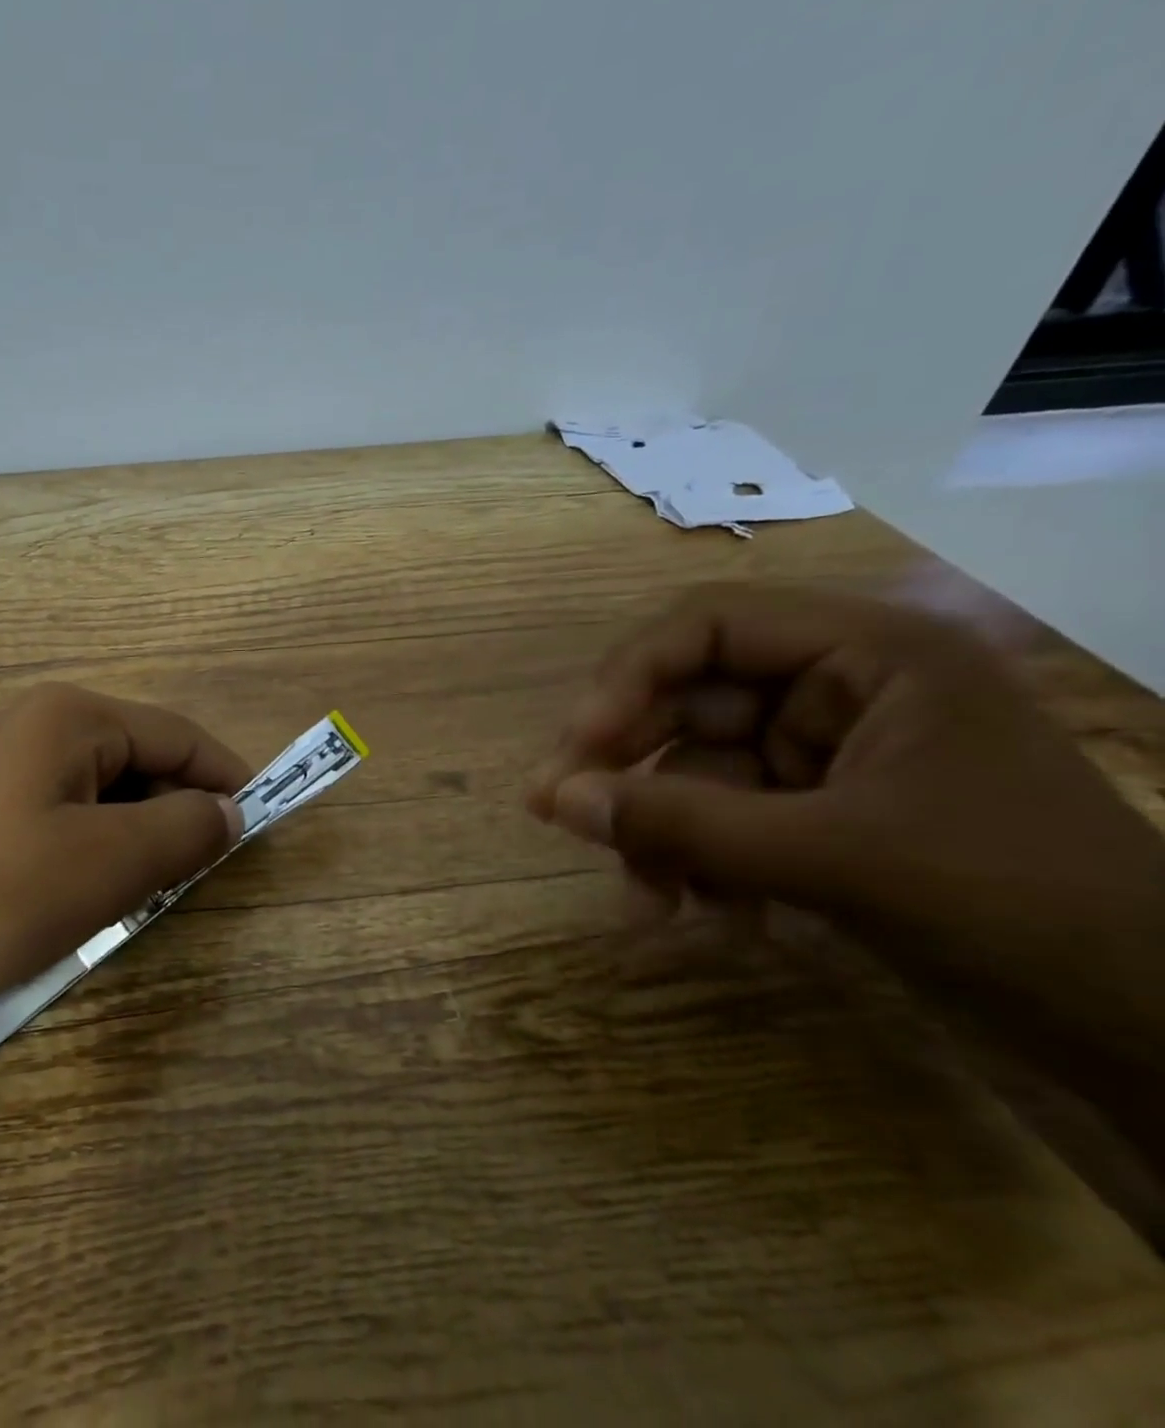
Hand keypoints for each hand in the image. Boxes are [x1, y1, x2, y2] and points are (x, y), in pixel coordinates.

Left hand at [0, 683, 250, 1020]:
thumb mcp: (109, 864)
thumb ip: (185, 829)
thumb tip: (230, 811)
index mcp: (73, 718)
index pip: (178, 735)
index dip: (226, 776)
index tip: (260, 822)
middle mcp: (41, 726)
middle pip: (141, 759)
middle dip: (180, 810)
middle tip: (207, 869)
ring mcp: (9, 767)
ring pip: (107, 793)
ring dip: (141, 835)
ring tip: (156, 888)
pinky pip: (70, 817)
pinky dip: (100, 848)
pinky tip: (99, 893)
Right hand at [526, 584, 1164, 1052]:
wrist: (1152, 1036)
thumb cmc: (1016, 909)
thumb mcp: (834, 859)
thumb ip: (681, 825)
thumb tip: (556, 801)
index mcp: (869, 656)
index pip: (710, 626)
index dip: (630, 677)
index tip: (578, 747)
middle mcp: (841, 691)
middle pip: (689, 703)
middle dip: (631, 769)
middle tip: (561, 817)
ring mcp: (827, 757)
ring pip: (696, 774)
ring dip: (661, 836)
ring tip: (649, 906)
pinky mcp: (818, 817)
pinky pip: (722, 821)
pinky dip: (698, 865)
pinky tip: (705, 919)